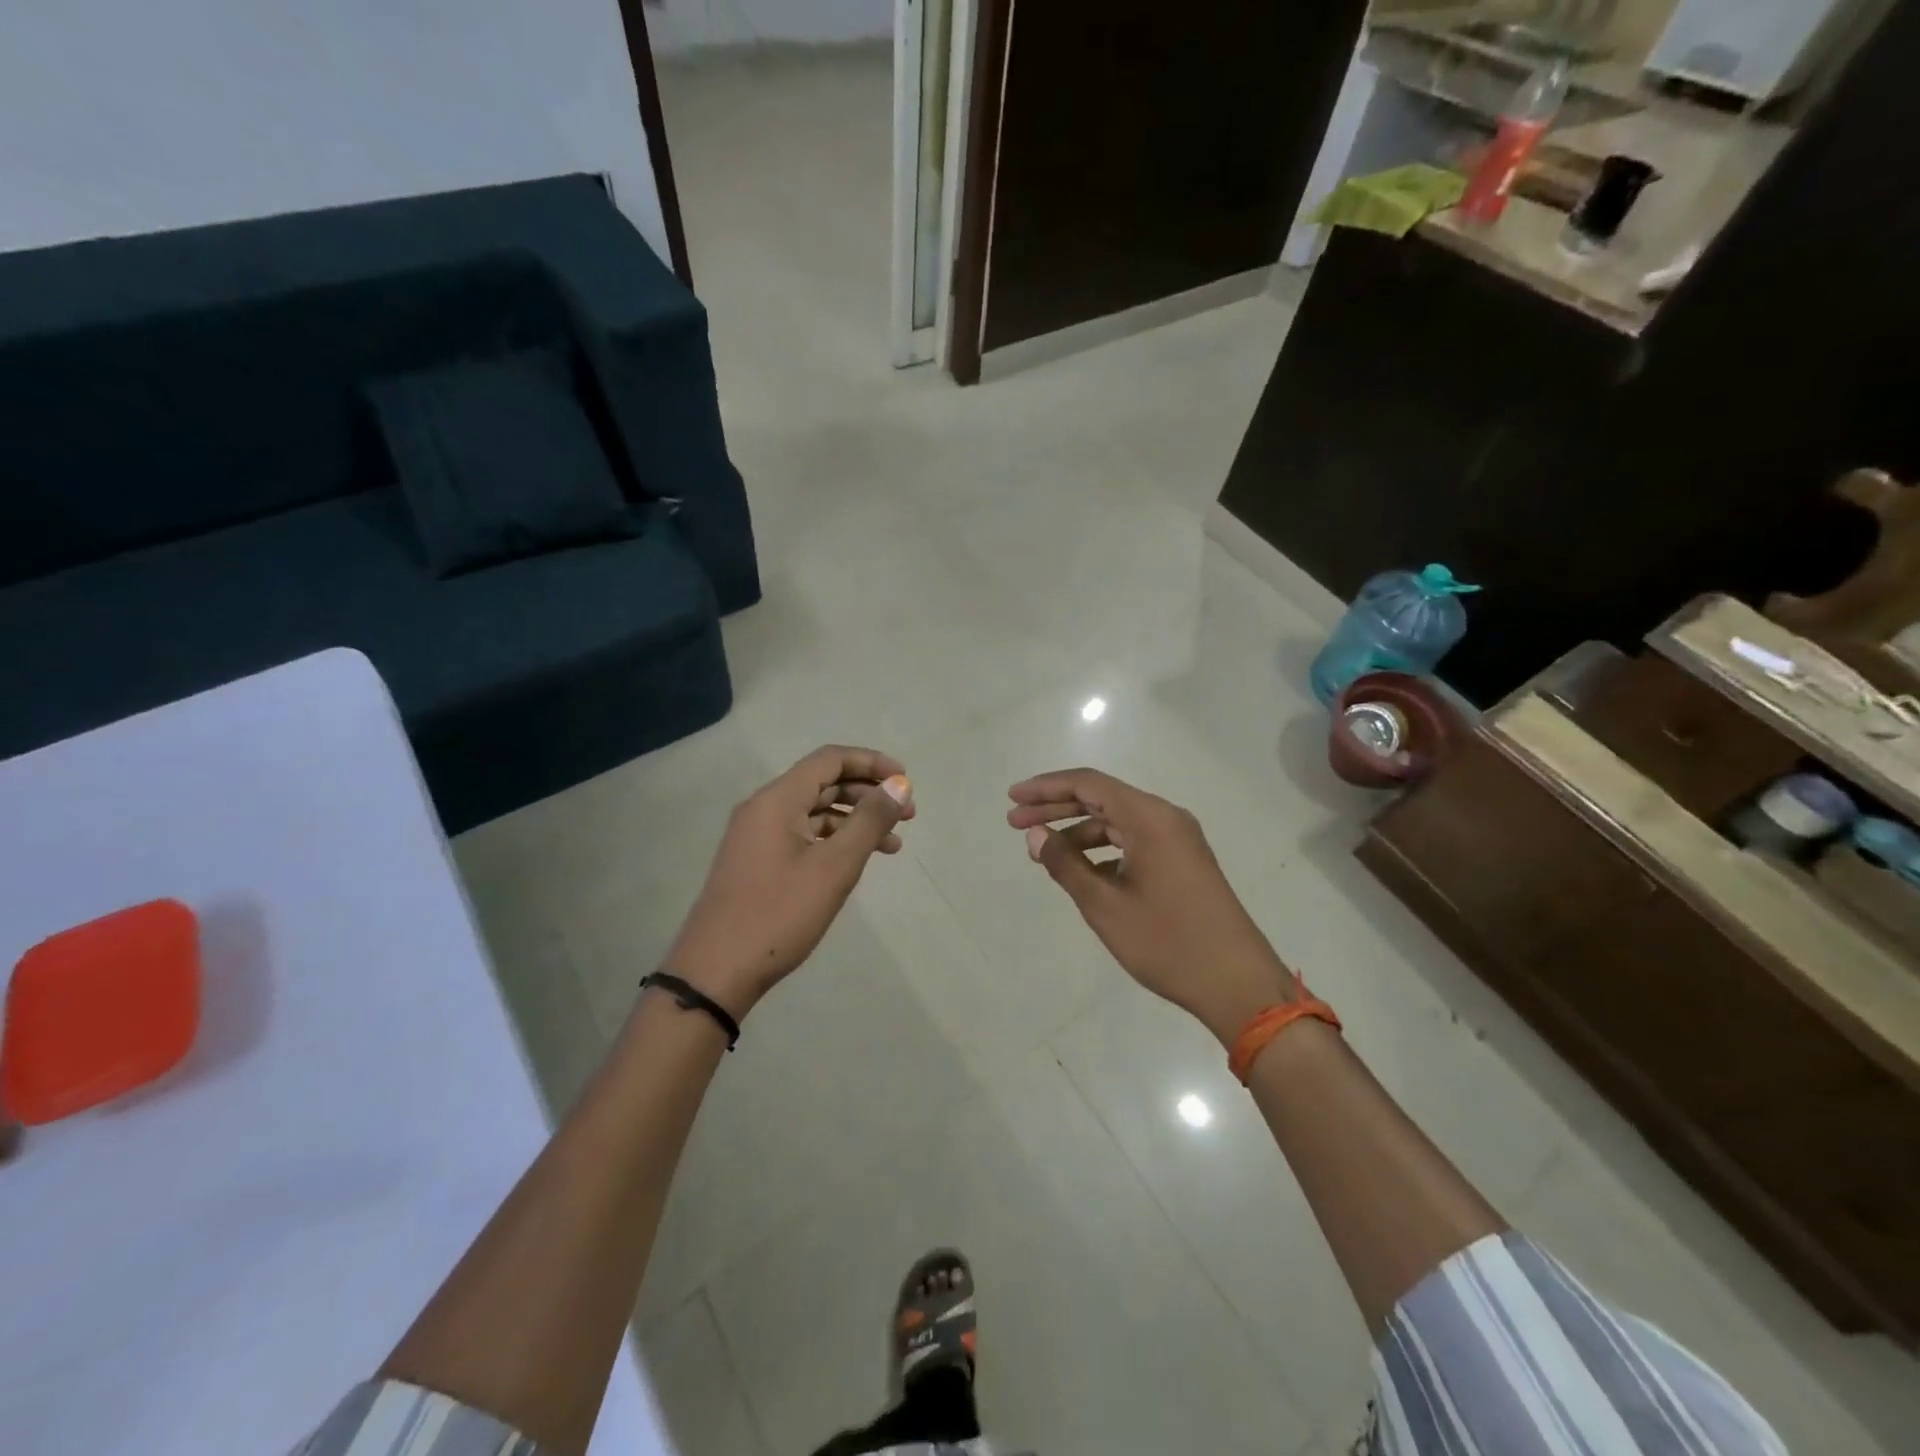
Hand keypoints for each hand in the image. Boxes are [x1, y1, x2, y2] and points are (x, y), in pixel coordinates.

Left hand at [666, 746, 913, 1018]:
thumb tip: (899, 784)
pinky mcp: (757, 862)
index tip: (906, 781)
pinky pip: (803, 836)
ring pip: (815, 813)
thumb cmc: (779, 914)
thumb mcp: (834, 866)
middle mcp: (764, 809)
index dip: (871, 763)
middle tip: (908, 817)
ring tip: (893, 845)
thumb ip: (869, 821)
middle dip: (868, 794)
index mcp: (777, 799)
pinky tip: (857, 863)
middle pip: (824, 783)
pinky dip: (834, 842)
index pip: (830, 759)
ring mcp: (757, 837)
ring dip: (855, 821)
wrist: (715, 972)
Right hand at [1008, 768, 1294, 1045]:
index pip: (1088, 784)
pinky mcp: (1184, 861)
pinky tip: (1081, 873)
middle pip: (1101, 798)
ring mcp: (1178, 840)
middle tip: (1015, 822)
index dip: (1046, 788)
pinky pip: (1134, 841)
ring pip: (1117, 822)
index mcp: (1150, 818)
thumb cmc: (1167, 942)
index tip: (1012, 799)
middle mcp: (1166, 818)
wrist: (1238, 984)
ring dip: (1078, 832)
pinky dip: (1103, 849)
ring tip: (1042, 852)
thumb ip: (1065, 865)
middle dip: (1055, 807)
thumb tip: (1036, 836)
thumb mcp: (1105, 905)